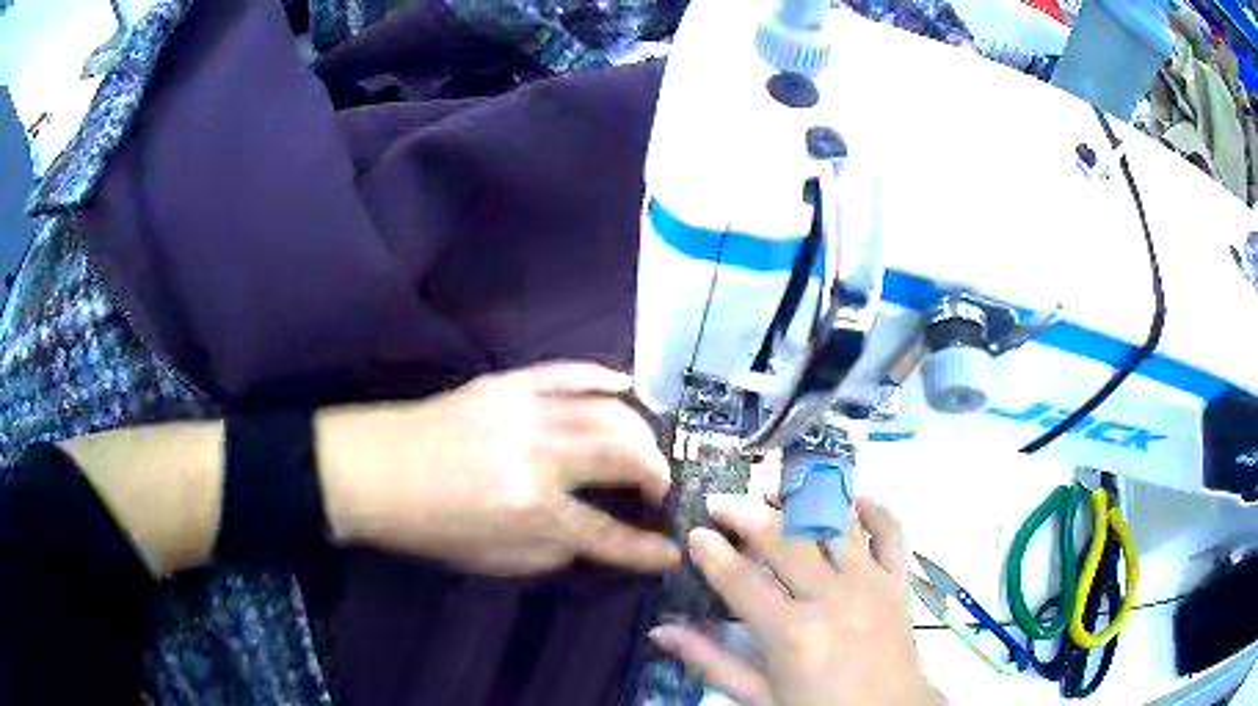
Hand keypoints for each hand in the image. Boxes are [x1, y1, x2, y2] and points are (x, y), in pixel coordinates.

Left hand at [318, 361, 680, 575]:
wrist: (373, 470)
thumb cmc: (430, 526)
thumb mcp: (494, 560)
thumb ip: (555, 549)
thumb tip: (596, 535)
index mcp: (530, 510)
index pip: (608, 535)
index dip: (648, 550)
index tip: (673, 552)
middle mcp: (537, 456)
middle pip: (624, 454)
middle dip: (657, 473)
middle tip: (660, 489)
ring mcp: (524, 410)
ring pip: (609, 410)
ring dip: (640, 431)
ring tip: (645, 450)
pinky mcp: (507, 382)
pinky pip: (569, 371)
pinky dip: (603, 378)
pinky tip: (625, 387)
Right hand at [648, 495, 946, 705]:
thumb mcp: (761, 696)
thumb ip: (712, 662)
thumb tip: (661, 631)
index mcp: (792, 633)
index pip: (740, 580)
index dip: (712, 552)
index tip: (695, 532)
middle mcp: (831, 597)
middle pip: (783, 539)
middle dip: (746, 513)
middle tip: (721, 501)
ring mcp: (870, 582)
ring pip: (833, 522)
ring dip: (802, 498)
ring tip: (775, 489)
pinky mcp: (897, 579)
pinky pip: (889, 530)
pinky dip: (871, 508)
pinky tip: (848, 501)